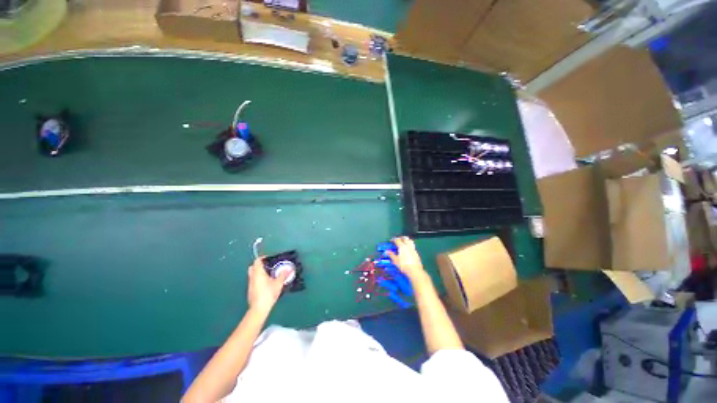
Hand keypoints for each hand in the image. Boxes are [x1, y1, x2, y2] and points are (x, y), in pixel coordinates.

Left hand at [247, 257, 289, 313]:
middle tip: (269, 265)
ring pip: (253, 274)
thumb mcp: (278, 283)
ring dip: (259, 272)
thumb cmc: (268, 294)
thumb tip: (290, 268)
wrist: (259, 309)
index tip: (270, 258)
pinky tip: (266, 282)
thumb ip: (283, 275)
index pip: (257, 261)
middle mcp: (252, 277)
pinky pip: (254, 280)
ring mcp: (250, 284)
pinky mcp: (250, 290)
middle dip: (260, 264)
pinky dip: (259, 278)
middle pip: (253, 267)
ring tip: (269, 273)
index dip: (263, 257)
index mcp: (258, 273)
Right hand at [387, 236, 427, 281]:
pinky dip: (410, 245)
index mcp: (402, 246)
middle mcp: (408, 246)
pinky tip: (408, 249)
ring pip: (410, 241)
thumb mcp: (395, 260)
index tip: (392, 240)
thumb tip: (387, 251)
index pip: (397, 240)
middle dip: (402, 237)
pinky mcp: (416, 253)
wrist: (415, 270)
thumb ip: (391, 255)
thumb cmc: (404, 265)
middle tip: (399, 238)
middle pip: (405, 238)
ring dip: (407, 240)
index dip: (394, 239)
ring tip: (405, 241)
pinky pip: (413, 246)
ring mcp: (413, 249)